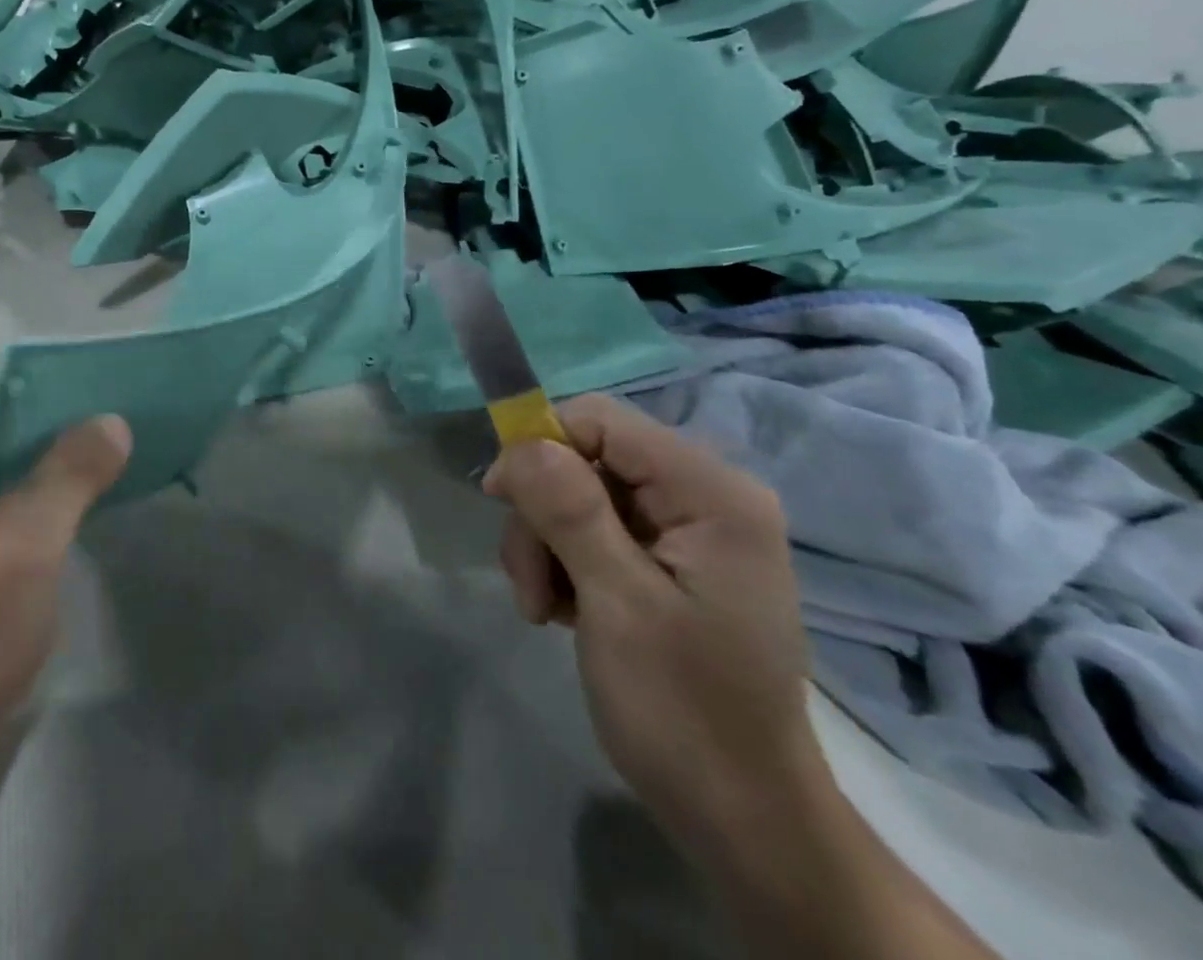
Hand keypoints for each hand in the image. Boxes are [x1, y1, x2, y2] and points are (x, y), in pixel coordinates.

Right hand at [482, 394, 825, 854]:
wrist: (742, 820)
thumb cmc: (685, 713)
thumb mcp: (617, 605)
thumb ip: (570, 511)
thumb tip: (520, 441)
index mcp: (712, 494)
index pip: (602, 421)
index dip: (540, 446)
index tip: (499, 500)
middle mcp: (705, 496)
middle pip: (585, 458)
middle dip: (542, 514)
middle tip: (530, 585)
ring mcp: (687, 529)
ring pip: (578, 493)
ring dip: (545, 545)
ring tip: (544, 609)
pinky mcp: (668, 559)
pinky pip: (592, 527)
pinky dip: (564, 562)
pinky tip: (566, 611)